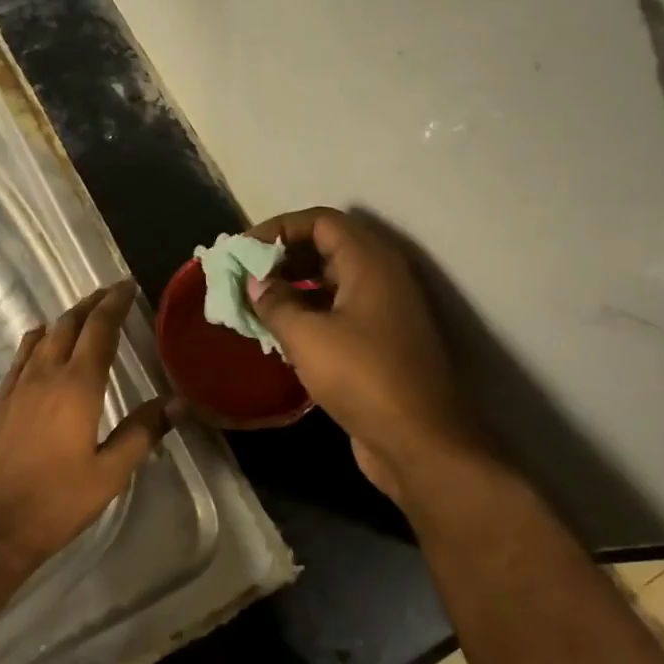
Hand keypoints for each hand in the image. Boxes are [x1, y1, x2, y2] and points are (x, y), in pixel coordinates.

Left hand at [0, 281, 173, 561]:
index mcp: (78, 386)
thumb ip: (143, 431)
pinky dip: (38, 338)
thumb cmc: (56, 502)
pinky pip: (22, 355)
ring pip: (43, 335)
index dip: (115, 304)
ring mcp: (19, 385)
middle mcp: (46, 374)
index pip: (99, 329)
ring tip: (84, 314)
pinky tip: (42, 342)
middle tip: (111, 294)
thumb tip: (178, 402)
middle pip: (69, 324)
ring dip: (66, 318)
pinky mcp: (1, 401)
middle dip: (92, 304)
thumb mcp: (110, 473)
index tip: (128, 286)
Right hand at [245, 207, 483, 500]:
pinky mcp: (381, 341)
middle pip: (327, 246)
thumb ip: (275, 302)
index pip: (320, 221)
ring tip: (255, 303)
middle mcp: (381, 276)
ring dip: (293, 286)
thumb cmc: (362, 378)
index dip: (279, 228)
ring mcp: (384, 310)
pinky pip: (338, 311)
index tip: (244, 250)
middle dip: (283, 257)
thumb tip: (255, 283)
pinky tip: (279, 332)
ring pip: (331, 281)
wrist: (420, 442)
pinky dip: (308, 312)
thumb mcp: (306, 336)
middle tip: (245, 275)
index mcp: (369, 262)